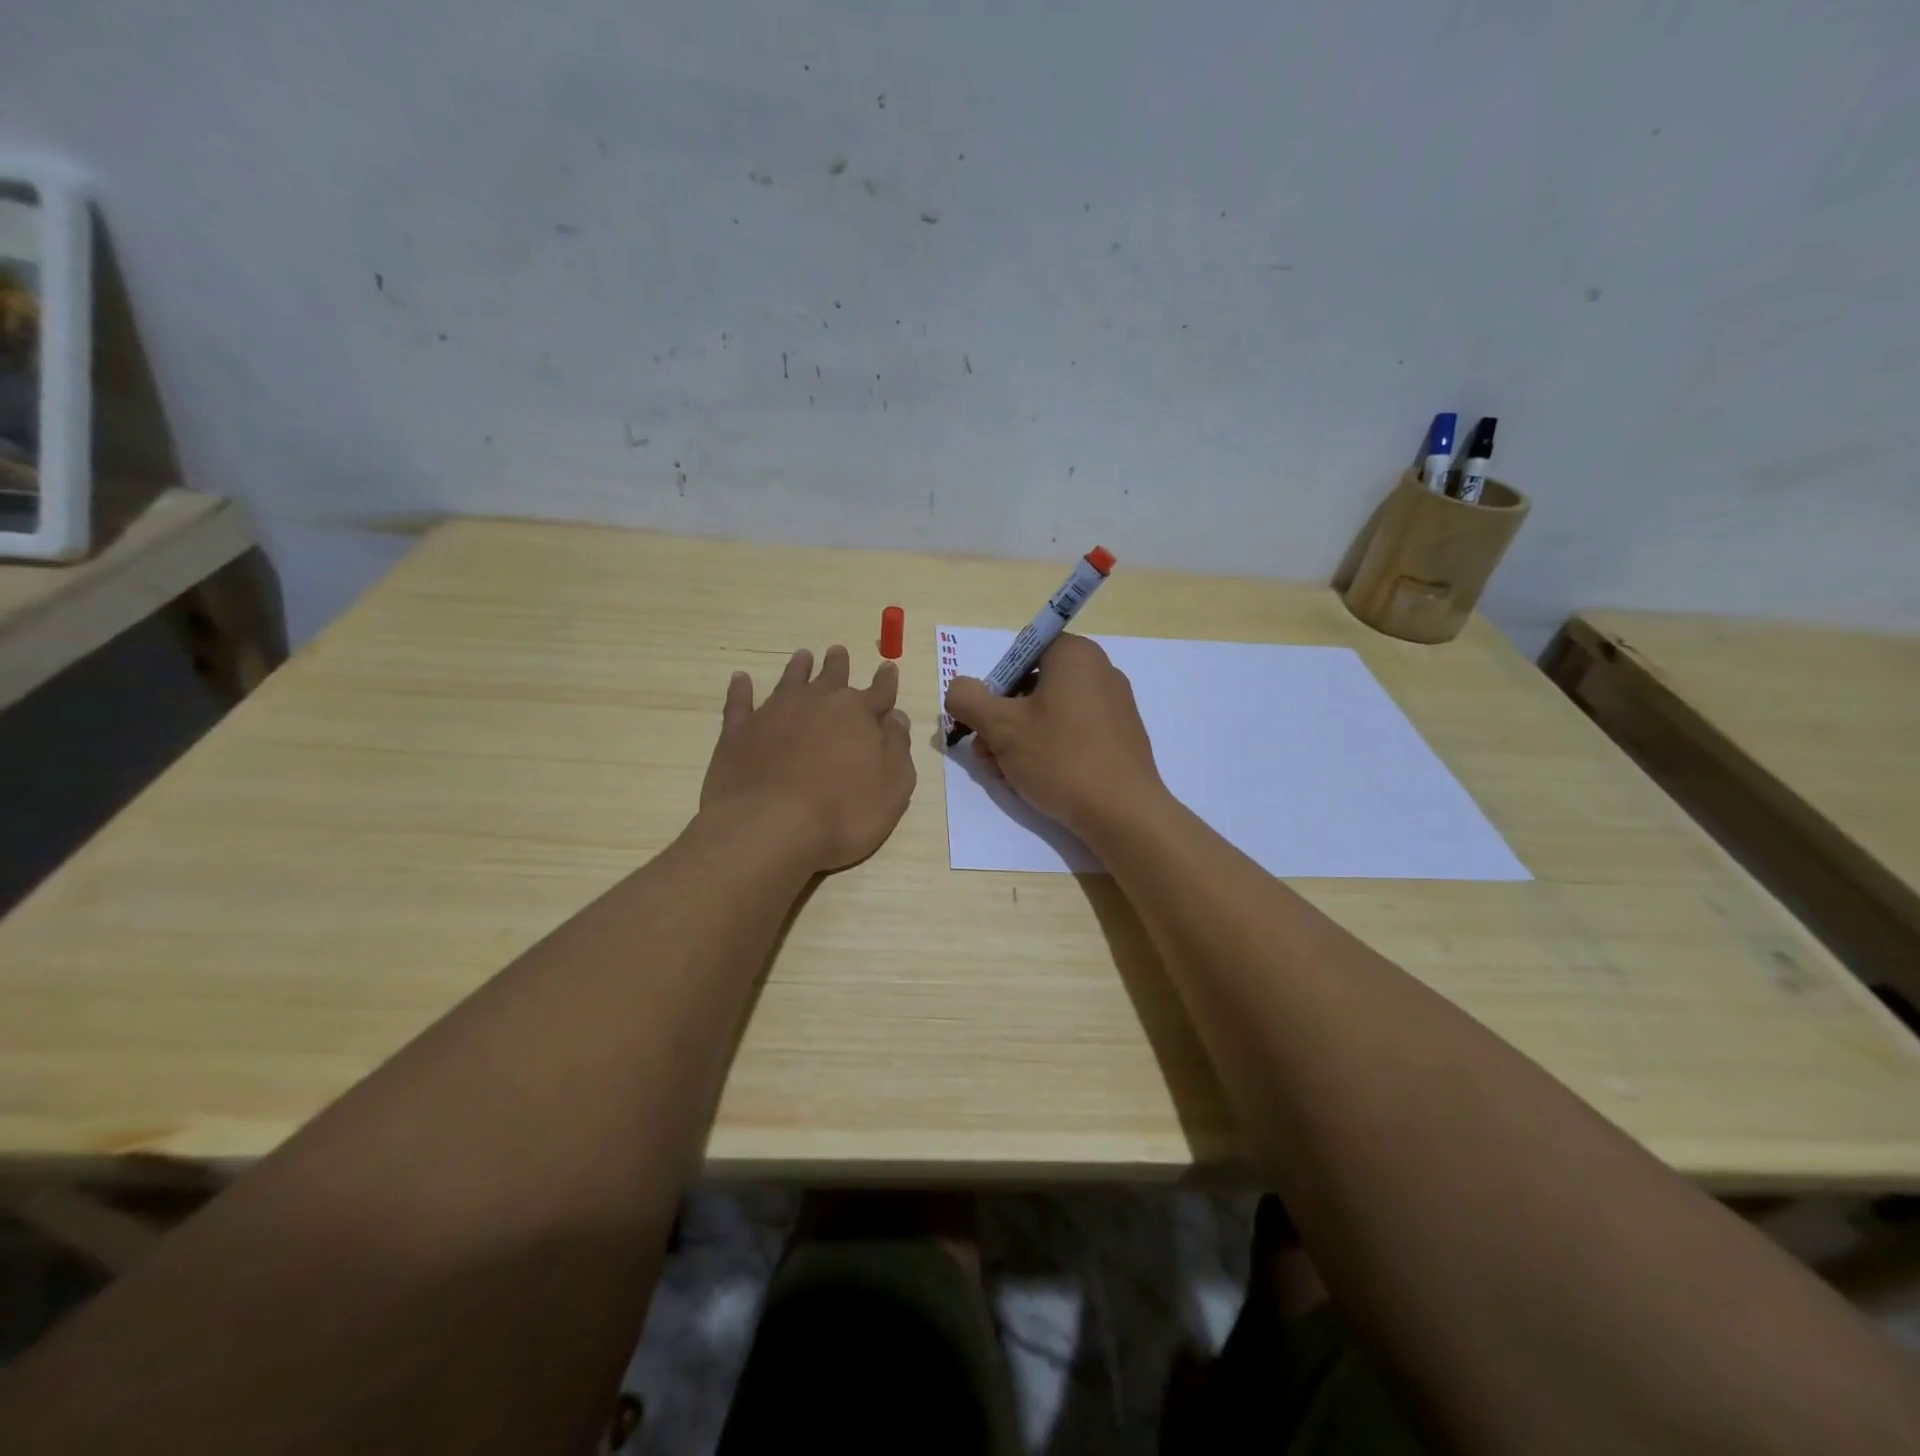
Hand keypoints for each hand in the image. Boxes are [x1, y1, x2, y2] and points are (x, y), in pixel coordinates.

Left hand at [701, 645, 915, 872]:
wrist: (771, 827)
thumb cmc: (844, 812)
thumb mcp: (893, 786)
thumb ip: (897, 747)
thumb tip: (896, 717)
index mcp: (858, 714)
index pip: (879, 691)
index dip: (886, 681)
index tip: (887, 668)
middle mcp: (817, 703)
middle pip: (832, 677)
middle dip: (838, 665)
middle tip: (838, 651)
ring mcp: (774, 713)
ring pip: (790, 681)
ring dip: (798, 668)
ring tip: (802, 656)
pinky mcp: (739, 732)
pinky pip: (740, 703)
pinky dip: (741, 690)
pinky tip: (740, 679)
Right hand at [945, 634, 1163, 835]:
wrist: (1123, 812)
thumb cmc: (1060, 758)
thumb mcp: (1000, 727)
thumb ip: (968, 699)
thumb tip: (959, 689)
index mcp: (1075, 654)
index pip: (1021, 652)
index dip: (996, 684)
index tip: (986, 719)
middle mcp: (1100, 671)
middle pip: (1033, 685)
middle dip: (1002, 719)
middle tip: (987, 754)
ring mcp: (1115, 705)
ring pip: (1050, 713)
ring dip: (1019, 739)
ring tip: (1005, 773)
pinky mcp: (1121, 737)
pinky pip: (1074, 732)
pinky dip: (1049, 749)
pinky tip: (1036, 779)